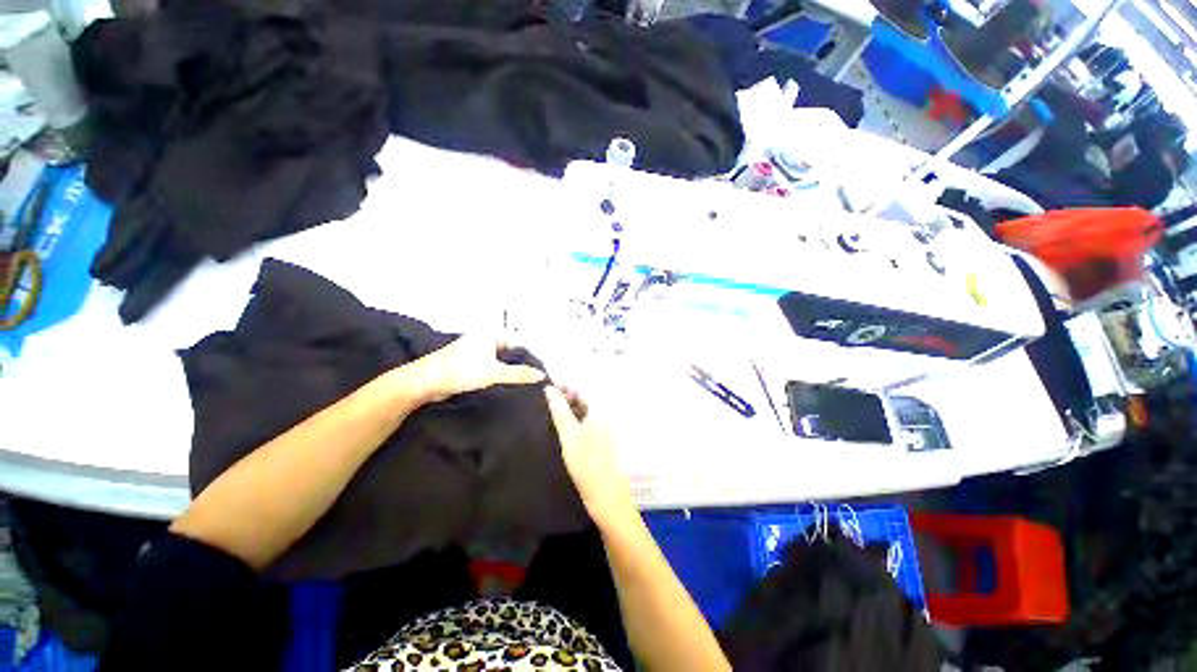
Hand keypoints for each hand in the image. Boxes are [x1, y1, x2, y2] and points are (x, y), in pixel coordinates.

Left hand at [407, 335, 545, 403]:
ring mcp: (477, 351)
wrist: (424, 383)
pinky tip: (510, 384)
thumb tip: (542, 375)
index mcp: (490, 334)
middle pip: (511, 349)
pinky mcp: (470, 364)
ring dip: (512, 369)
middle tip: (539, 375)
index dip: (531, 353)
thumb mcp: (493, 373)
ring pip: (502, 359)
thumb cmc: (460, 371)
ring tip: (529, 381)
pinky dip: (501, 374)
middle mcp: (485, 339)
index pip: (519, 340)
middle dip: (523, 361)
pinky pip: (493, 366)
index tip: (544, 367)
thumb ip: (519, 374)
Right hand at [544, 386, 637, 527]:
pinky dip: (575, 416)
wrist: (606, 494)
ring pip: (585, 407)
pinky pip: (587, 418)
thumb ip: (559, 409)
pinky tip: (563, 421)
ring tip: (551, 407)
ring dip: (570, 404)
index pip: (583, 386)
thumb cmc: (586, 462)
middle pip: (585, 396)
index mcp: (601, 408)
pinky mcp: (602, 436)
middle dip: (567, 393)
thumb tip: (549, 389)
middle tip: (547, 395)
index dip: (565, 382)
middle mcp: (605, 413)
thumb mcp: (568, 433)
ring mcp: (605, 425)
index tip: (548, 382)